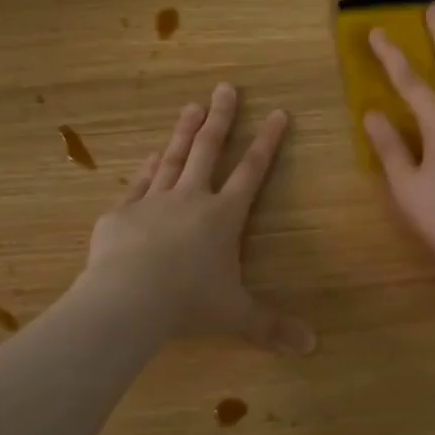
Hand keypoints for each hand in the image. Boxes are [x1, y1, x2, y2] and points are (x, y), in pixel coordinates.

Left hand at [86, 84, 314, 353]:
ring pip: (174, 158)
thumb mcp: (235, 315)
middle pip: (209, 150)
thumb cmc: (189, 303)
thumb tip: (312, 347)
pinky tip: (152, 154)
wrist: (128, 299)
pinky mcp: (123, 213)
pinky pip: (139, 184)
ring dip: (184, 131)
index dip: (267, 143)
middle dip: (221, 118)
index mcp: (223, 217)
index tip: (278, 113)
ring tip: (191, 105)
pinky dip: (149, 167)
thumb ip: (271, 326)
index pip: (252, 172)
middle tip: (225, 87)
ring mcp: (155, 201)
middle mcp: (191, 199)